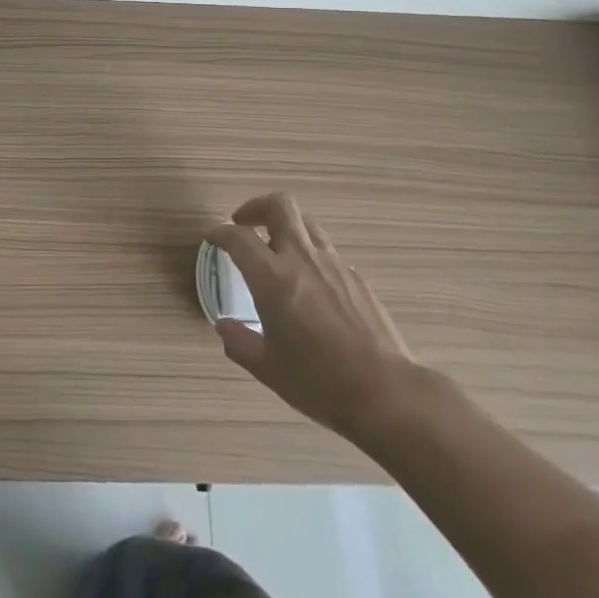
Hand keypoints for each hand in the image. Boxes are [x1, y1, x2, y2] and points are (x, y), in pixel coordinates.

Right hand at [205, 193, 421, 445]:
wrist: (386, 392)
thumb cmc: (318, 381)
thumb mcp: (267, 368)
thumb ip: (239, 342)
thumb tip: (224, 326)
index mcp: (273, 277)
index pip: (238, 237)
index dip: (220, 233)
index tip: (212, 239)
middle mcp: (302, 258)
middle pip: (279, 205)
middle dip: (256, 207)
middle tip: (244, 224)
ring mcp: (334, 264)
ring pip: (306, 223)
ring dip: (285, 226)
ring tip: (276, 249)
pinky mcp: (356, 277)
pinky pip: (327, 251)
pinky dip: (310, 254)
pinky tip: (310, 284)